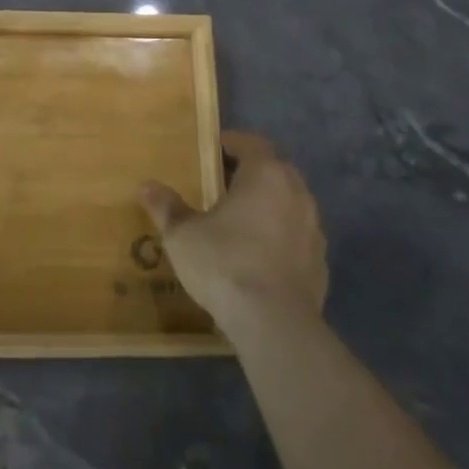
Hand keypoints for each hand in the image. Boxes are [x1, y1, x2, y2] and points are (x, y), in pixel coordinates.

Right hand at [139, 130, 326, 337]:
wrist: (275, 324)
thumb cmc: (225, 263)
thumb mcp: (183, 235)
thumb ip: (167, 207)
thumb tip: (147, 186)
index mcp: (265, 174)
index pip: (252, 143)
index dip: (232, 144)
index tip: (213, 151)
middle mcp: (296, 193)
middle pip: (275, 170)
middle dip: (252, 173)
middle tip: (223, 184)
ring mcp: (313, 229)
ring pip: (290, 203)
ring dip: (269, 205)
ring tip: (241, 222)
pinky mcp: (321, 262)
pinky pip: (298, 237)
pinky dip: (281, 237)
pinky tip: (259, 257)